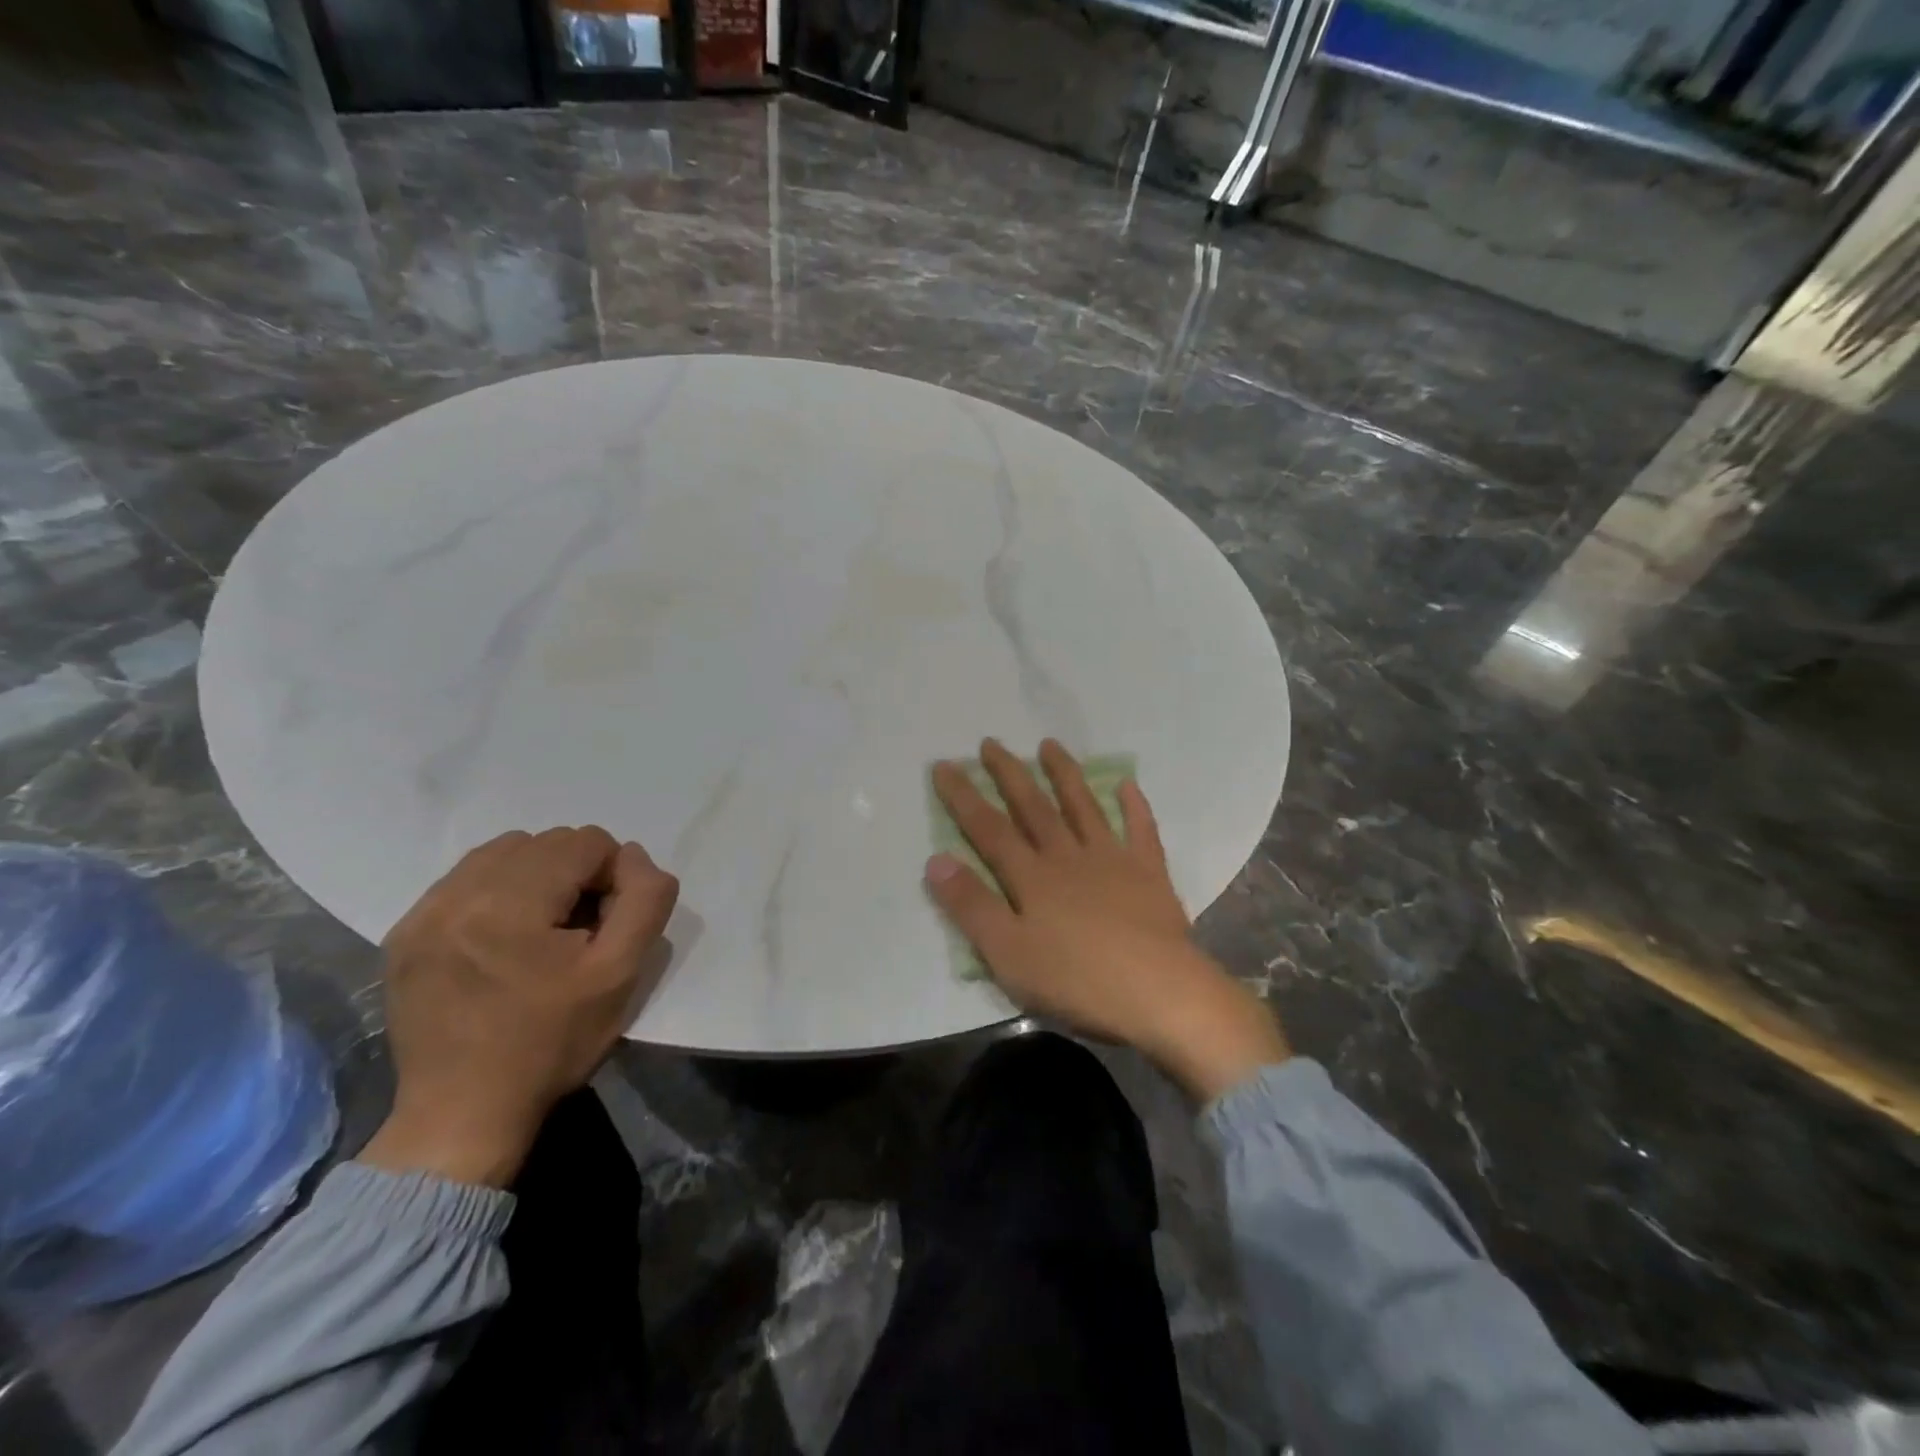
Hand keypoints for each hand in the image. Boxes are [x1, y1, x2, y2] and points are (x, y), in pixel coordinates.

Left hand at [359, 827, 678, 1186]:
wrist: (463, 1114)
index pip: (585, 842)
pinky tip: (503, 937)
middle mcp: (456, 895)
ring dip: (536, 876)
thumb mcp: (622, 973)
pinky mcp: (404, 934)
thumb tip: (632, 857)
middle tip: (578, 929)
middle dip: (574, 873)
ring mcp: (422, 913)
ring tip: (541, 929)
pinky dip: (497, 892)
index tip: (605, 926)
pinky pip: (465, 879)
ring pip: (503, 853)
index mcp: (509, 904)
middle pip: (544, 842)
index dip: (612, 876)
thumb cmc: (552, 1043)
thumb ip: (644, 900)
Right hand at [926, 739, 1288, 1102]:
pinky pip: (1140, 830)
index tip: (944, 765)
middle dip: (1009, 774)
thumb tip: (937, 859)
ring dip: (1065, 775)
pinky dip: (1134, 806)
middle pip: (1033, 807)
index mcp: (1032, 877)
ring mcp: (1112, 860)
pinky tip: (1127, 784)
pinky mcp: (1149, 873)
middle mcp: (1068, 856)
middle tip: (991, 743)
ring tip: (1050, 745)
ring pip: (1083, 807)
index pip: (988, 829)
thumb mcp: (1007, 953)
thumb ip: (971, 905)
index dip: (964, 797)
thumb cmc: (1076, 979)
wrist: (1158, 992)